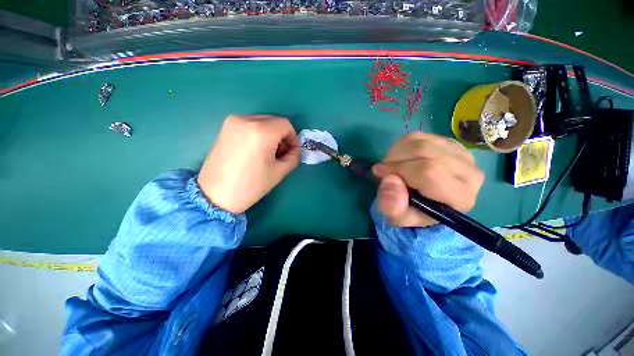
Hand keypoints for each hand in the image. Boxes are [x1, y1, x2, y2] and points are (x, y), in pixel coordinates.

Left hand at [198, 114, 299, 213]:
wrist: (215, 195)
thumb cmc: (251, 185)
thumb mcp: (279, 172)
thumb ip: (294, 157)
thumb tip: (295, 149)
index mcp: (261, 131)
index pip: (285, 125)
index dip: (293, 138)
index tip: (292, 151)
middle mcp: (246, 120)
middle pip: (274, 121)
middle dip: (282, 136)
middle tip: (281, 154)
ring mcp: (233, 122)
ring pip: (262, 122)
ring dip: (270, 135)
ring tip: (267, 153)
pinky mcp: (225, 127)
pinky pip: (249, 125)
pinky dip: (258, 134)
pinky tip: (255, 150)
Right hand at [372, 132, 483, 226]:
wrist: (423, 201)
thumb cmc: (411, 211)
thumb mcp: (398, 217)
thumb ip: (392, 206)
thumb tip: (390, 181)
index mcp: (460, 198)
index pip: (429, 172)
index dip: (399, 169)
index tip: (379, 173)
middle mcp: (469, 173)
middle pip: (425, 153)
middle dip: (395, 160)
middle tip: (384, 171)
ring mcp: (462, 154)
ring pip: (421, 142)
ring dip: (396, 152)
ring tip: (390, 166)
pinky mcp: (450, 143)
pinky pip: (419, 136)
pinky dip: (401, 146)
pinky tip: (399, 158)